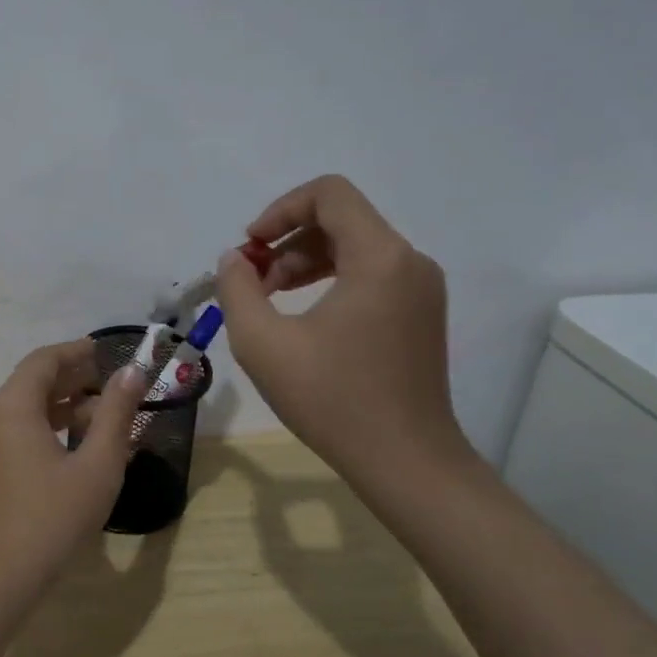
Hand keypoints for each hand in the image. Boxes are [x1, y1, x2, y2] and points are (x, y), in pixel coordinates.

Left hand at [0, 340, 146, 597]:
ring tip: (104, 416)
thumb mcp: (97, 465)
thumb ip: (116, 414)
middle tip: (113, 383)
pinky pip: (18, 430)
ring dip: (63, 405)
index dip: (76, 352)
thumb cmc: (51, 518)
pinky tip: (77, 446)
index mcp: (12, 407)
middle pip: (32, 381)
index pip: (43, 360)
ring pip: (26, 407)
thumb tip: (132, 373)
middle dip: (73, 378)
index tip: (107, 352)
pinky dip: (47, 426)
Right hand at [214, 175, 475, 497]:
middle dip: (287, 239)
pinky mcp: (420, 313)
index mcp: (380, 257)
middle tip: (252, 279)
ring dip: (305, 260)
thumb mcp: (263, 343)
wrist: (406, 463)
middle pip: (341, 218)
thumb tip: (235, 260)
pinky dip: (330, 279)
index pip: (329, 194)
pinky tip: (301, 314)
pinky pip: (371, 273)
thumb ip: (238, 289)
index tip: (249, 246)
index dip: (281, 209)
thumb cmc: (333, 400)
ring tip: (269, 297)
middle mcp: (409, 261)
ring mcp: (421, 288)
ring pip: (355, 246)